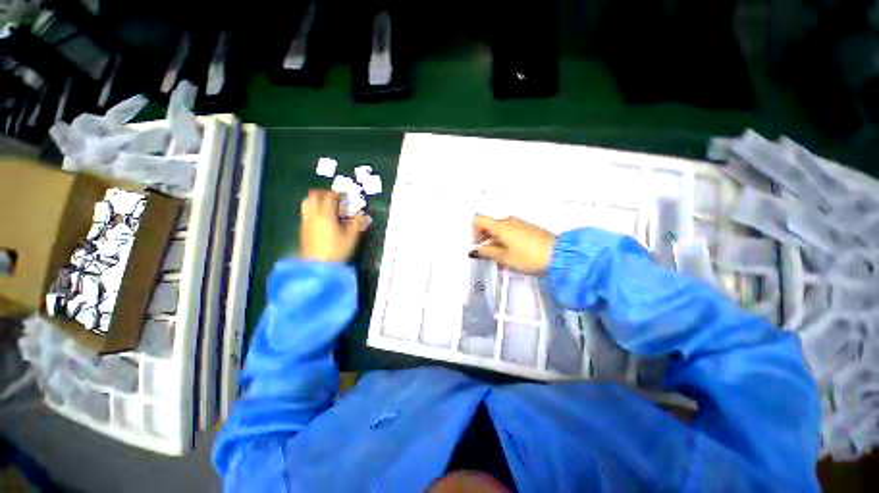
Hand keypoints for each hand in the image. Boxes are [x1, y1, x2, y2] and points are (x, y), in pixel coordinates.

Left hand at [300, 190, 369, 262]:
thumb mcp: (351, 238)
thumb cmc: (336, 251)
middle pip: (314, 196)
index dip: (338, 195)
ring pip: (307, 203)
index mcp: (326, 216)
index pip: (330, 197)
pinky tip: (322, 219)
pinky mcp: (303, 229)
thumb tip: (363, 215)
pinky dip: (313, 210)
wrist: (318, 266)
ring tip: (326, 207)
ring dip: (316, 201)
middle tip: (334, 198)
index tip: (344, 197)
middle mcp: (313, 216)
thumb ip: (357, 224)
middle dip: (324, 194)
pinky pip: (306, 213)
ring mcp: (306, 222)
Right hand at [471, 215, 556, 274]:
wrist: (560, 256)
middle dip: (484, 239)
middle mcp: (509, 221)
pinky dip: (505, 241)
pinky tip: (510, 255)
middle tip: (487, 254)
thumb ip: (487, 253)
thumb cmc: (531, 257)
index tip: (477, 244)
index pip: (478, 220)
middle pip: (489, 225)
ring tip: (500, 258)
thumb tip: (476, 251)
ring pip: (500, 229)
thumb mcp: (505, 258)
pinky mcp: (527, 229)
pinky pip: (510, 231)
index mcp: (501, 226)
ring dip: (495, 241)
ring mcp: (519, 224)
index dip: (473, 231)